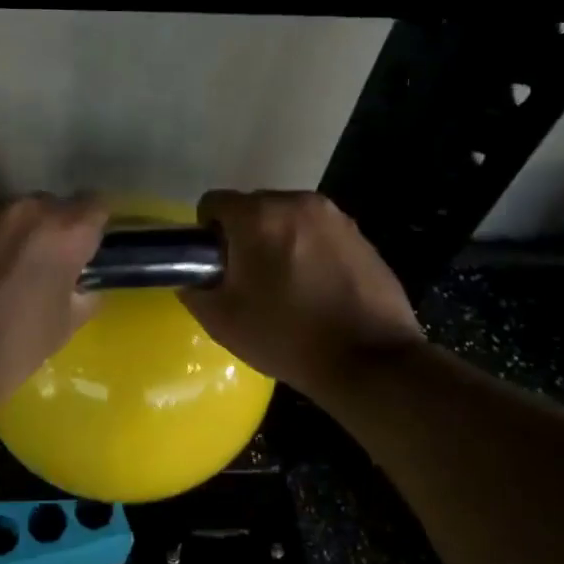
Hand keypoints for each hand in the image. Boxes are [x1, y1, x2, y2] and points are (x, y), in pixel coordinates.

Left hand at [0, 195, 109, 411]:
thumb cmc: (10, 351)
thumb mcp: (64, 327)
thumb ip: (82, 294)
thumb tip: (82, 285)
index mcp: (62, 232)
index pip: (94, 206)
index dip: (91, 228)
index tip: (83, 250)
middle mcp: (21, 210)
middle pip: (46, 205)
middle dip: (47, 230)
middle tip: (38, 265)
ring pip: (3, 214)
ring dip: (6, 235)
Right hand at [181, 190, 421, 397]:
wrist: (370, 360)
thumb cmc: (287, 336)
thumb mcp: (222, 320)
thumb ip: (193, 288)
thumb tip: (193, 275)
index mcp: (259, 216)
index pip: (213, 203)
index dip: (207, 234)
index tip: (217, 267)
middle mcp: (298, 202)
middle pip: (253, 208)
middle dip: (245, 236)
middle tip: (249, 281)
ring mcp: (335, 217)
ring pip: (288, 219)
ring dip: (278, 242)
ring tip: (287, 287)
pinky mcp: (361, 236)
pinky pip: (318, 234)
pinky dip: (309, 251)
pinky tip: (317, 290)